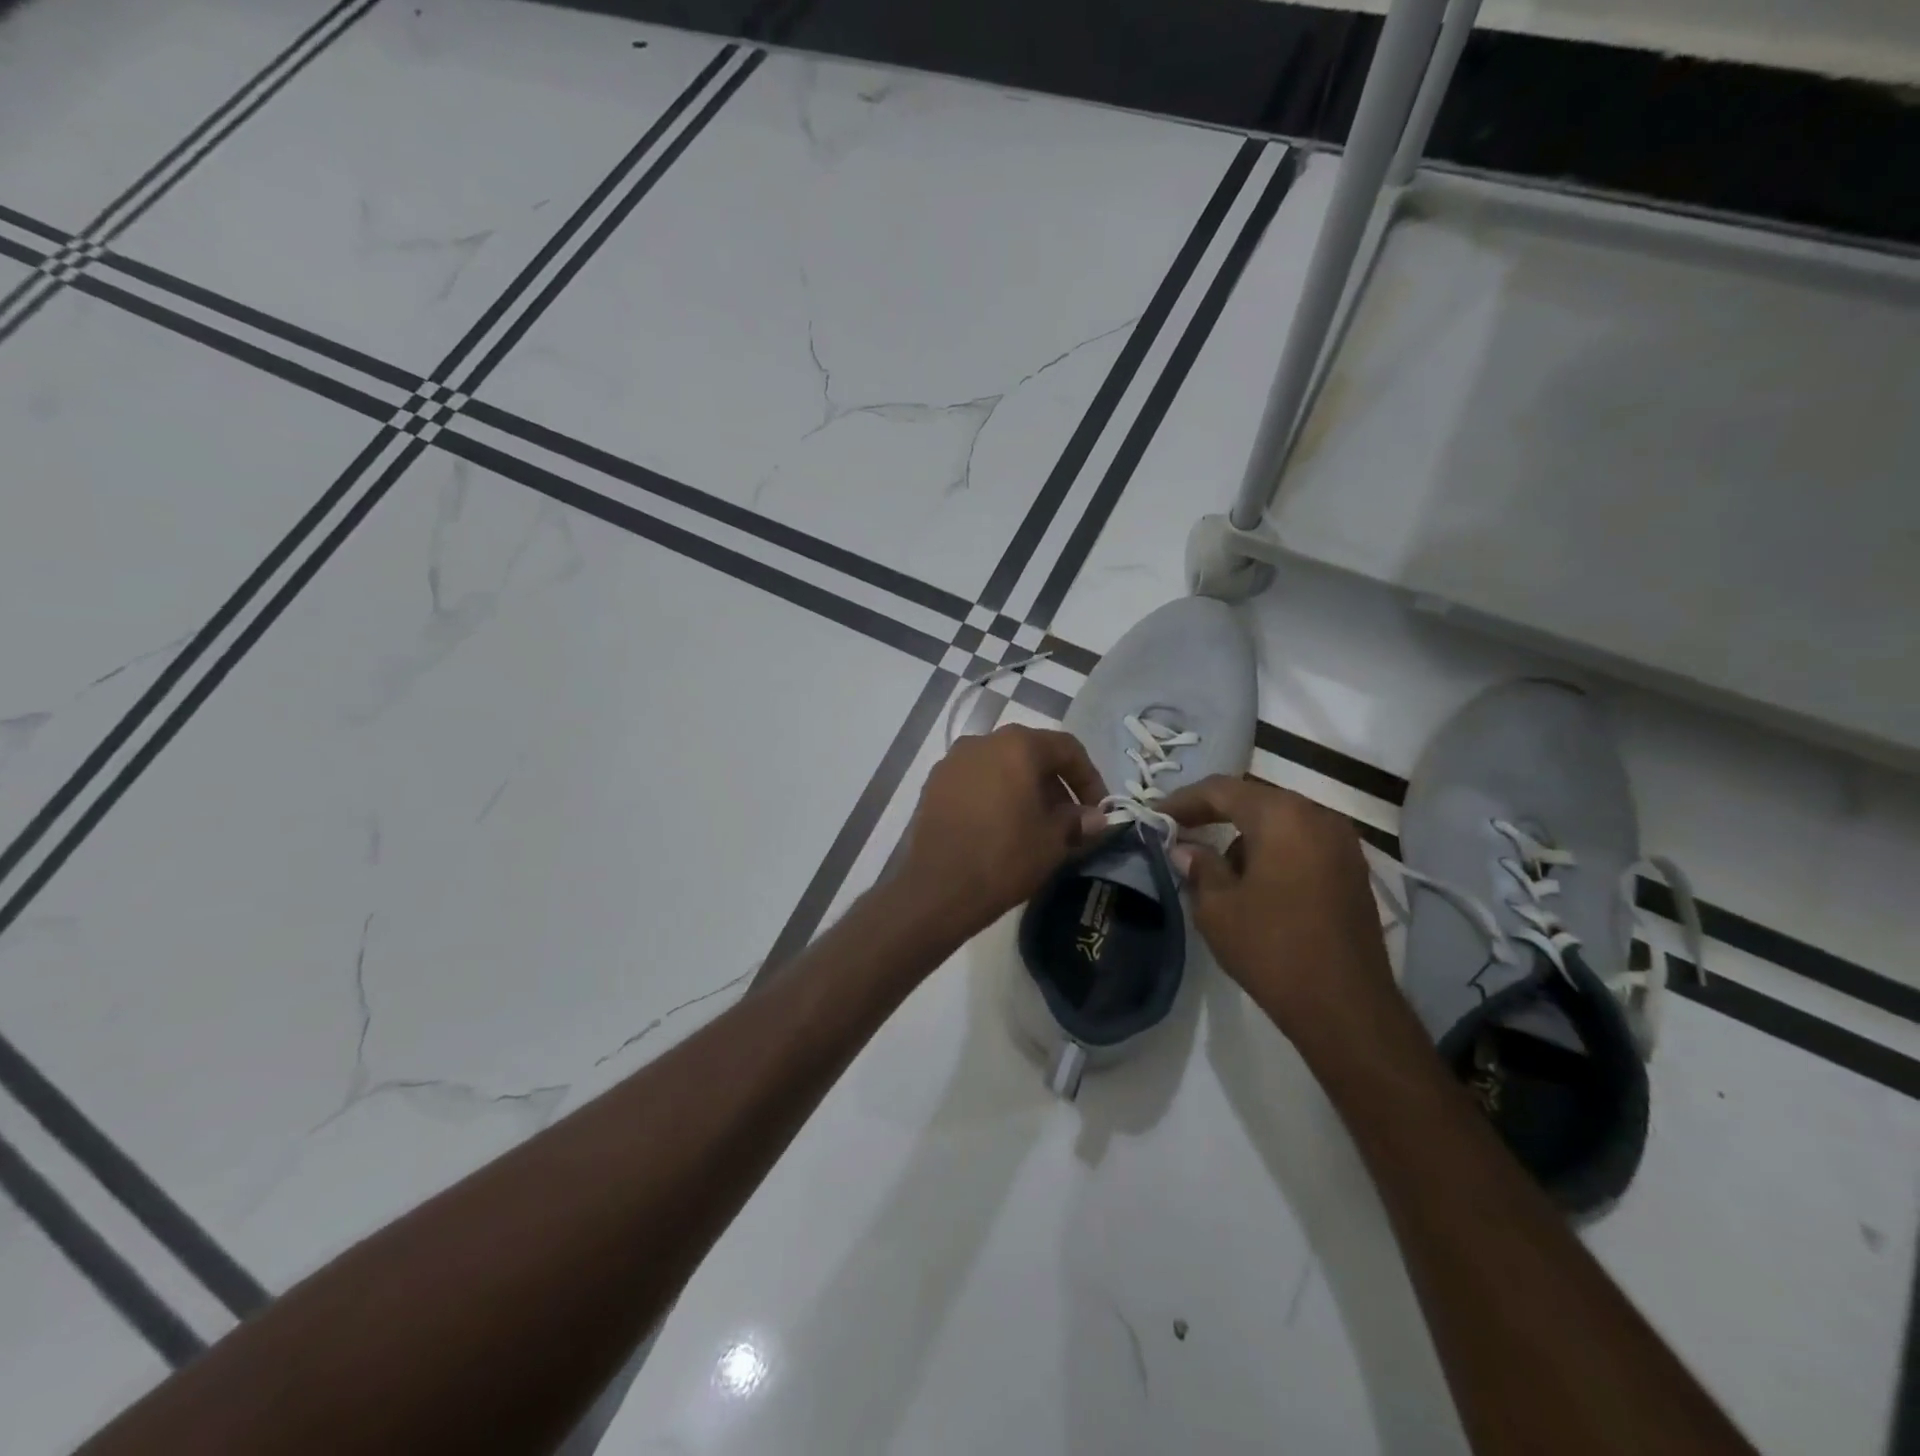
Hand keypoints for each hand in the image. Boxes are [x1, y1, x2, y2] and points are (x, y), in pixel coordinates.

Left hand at [892, 725, 1106, 938]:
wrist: (937, 889)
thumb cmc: (1004, 857)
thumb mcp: (1053, 841)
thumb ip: (1077, 821)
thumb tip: (1094, 817)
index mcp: (1017, 745)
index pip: (1066, 748)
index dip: (1089, 777)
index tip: (1098, 809)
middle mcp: (982, 741)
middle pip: (1031, 754)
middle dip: (1055, 784)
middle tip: (1069, 820)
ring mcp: (952, 762)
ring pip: (1001, 766)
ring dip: (1024, 789)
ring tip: (1035, 825)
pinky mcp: (933, 785)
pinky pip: (975, 781)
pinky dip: (995, 795)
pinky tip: (1000, 826)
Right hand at [1159, 775, 1395, 1040]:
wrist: (1345, 1006)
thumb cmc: (1272, 948)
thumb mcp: (1217, 907)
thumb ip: (1199, 867)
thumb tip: (1186, 849)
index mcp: (1282, 816)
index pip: (1221, 790)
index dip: (1183, 801)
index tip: (1154, 816)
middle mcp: (1318, 816)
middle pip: (1254, 801)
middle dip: (1214, 814)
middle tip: (1179, 832)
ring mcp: (1343, 843)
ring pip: (1280, 822)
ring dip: (1245, 835)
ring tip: (1216, 865)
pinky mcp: (1353, 870)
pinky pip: (1302, 843)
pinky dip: (1273, 850)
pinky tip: (1253, 881)